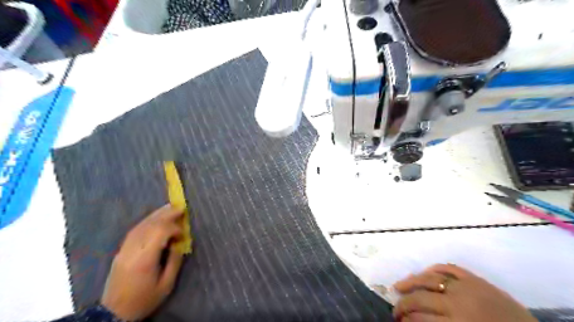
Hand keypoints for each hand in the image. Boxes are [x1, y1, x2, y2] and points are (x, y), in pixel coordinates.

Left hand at [100, 205, 182, 319]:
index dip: (174, 228)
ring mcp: (124, 249)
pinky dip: (147, 221)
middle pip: (150, 225)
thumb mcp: (166, 284)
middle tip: (180, 207)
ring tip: (169, 207)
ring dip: (156, 215)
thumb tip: (179, 243)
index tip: (183, 234)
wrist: (114, 313)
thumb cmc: (144, 299)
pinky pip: (134, 231)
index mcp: (144, 259)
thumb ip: (174, 261)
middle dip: (166, 214)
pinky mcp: (121, 251)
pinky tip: (155, 218)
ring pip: (141, 225)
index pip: (159, 233)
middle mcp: (133, 250)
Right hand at [393, 265, 536, 321]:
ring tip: (399, 285)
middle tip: (394, 308)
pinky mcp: (475, 278)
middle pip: (421, 298)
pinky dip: (434, 268)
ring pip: (430, 278)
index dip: (406, 319)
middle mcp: (459, 302)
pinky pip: (450, 267)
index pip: (421, 318)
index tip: (397, 320)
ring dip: (411, 281)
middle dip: (403, 303)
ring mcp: (467, 286)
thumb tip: (414, 321)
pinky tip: (424, 272)